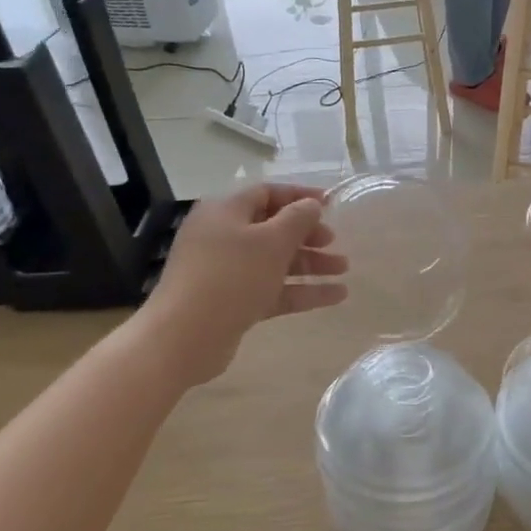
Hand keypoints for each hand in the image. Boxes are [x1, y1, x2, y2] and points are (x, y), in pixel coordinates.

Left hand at [148, 184, 348, 383]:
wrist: (185, 336)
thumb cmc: (230, 277)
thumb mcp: (271, 241)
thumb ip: (297, 219)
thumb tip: (311, 204)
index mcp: (226, 211)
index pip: (267, 193)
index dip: (300, 196)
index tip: (331, 204)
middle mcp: (224, 236)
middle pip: (273, 228)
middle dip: (308, 235)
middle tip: (335, 242)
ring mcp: (227, 271)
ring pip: (276, 261)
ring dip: (310, 264)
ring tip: (344, 271)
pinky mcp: (234, 301)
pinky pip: (273, 289)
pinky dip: (302, 290)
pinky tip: (335, 297)